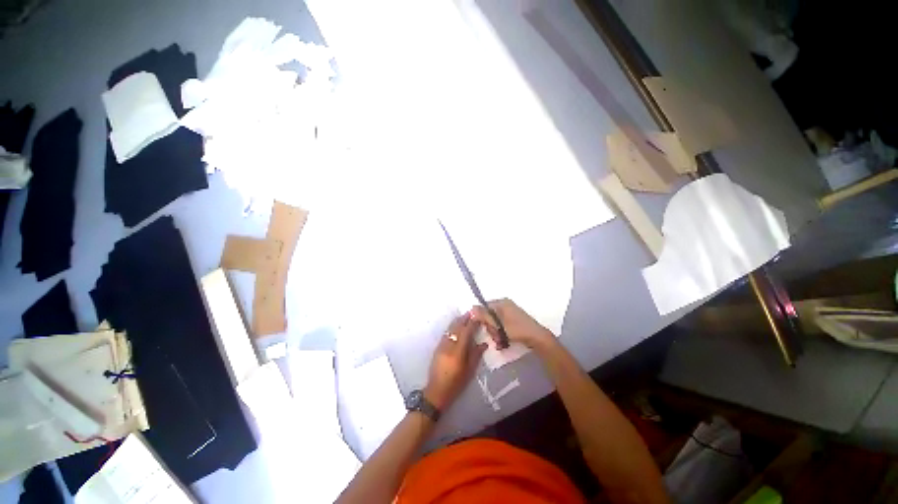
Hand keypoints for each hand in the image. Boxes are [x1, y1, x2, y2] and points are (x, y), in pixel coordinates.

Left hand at [424, 313, 486, 410]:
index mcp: (458, 352)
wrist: (436, 391)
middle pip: (456, 327)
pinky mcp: (437, 347)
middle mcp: (449, 346)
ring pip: (450, 329)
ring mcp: (441, 345)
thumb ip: (476, 355)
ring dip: (457, 321)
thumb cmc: (456, 384)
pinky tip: (456, 327)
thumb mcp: (469, 371)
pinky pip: (446, 333)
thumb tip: (484, 343)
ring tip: (465, 317)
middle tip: (471, 312)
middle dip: (464, 318)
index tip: (478, 316)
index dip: (472, 323)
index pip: (466, 332)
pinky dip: (452, 328)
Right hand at [471, 299, 555, 350]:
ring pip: (495, 323)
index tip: (482, 327)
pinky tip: (502, 342)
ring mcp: (510, 313)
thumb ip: (484, 316)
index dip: (481, 317)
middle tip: (494, 336)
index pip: (484, 306)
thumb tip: (471, 309)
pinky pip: (501, 326)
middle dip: (490, 328)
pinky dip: (501, 334)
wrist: (537, 338)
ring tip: (499, 341)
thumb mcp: (498, 323)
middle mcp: (505, 305)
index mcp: (502, 302)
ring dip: (495, 333)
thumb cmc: (517, 329)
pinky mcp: (513, 322)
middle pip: (489, 315)